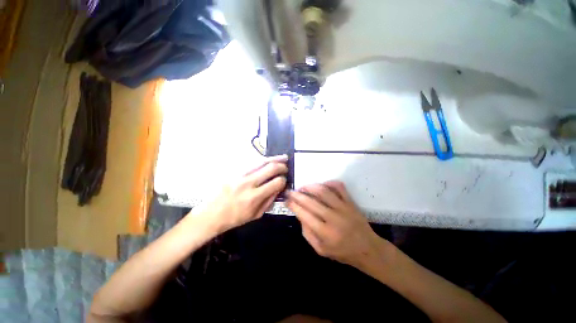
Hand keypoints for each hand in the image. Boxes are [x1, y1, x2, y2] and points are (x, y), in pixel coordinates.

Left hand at [199, 155, 287, 232]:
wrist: (211, 214)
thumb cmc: (234, 218)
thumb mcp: (255, 215)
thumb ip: (269, 201)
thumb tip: (279, 188)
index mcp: (254, 197)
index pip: (276, 182)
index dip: (283, 180)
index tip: (284, 180)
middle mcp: (248, 183)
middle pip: (270, 168)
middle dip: (282, 166)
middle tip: (286, 167)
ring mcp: (239, 175)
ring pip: (261, 161)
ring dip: (274, 158)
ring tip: (282, 157)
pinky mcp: (233, 171)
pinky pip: (251, 162)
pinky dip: (262, 160)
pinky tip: (267, 160)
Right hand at [286, 181, 382, 267]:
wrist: (368, 249)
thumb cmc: (342, 252)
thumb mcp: (320, 250)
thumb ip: (307, 233)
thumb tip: (300, 215)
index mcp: (325, 233)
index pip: (304, 214)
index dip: (293, 205)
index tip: (286, 200)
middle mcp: (333, 218)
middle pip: (311, 201)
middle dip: (297, 195)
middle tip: (290, 191)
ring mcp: (343, 208)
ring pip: (323, 191)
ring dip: (310, 187)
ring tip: (303, 187)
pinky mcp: (350, 202)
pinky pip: (339, 187)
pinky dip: (329, 183)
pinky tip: (322, 185)